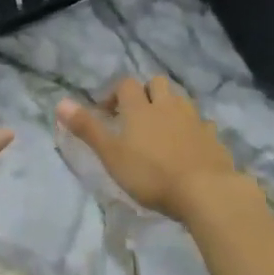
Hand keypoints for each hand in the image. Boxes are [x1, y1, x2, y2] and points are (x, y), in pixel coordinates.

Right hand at [56, 76, 250, 223]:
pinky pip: (202, 123)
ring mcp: (194, 119)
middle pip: (158, 83)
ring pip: (181, 100)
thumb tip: (61, 102)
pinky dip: (193, 128)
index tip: (107, 112)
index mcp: (141, 108)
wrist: (204, 190)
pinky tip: (189, 145)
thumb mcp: (111, 154)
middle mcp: (168, 106)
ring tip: (162, 129)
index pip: (126, 84)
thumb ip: (87, 128)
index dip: (115, 93)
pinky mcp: (213, 136)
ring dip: (170, 107)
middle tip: (136, 116)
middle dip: (146, 93)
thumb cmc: (151, 174)